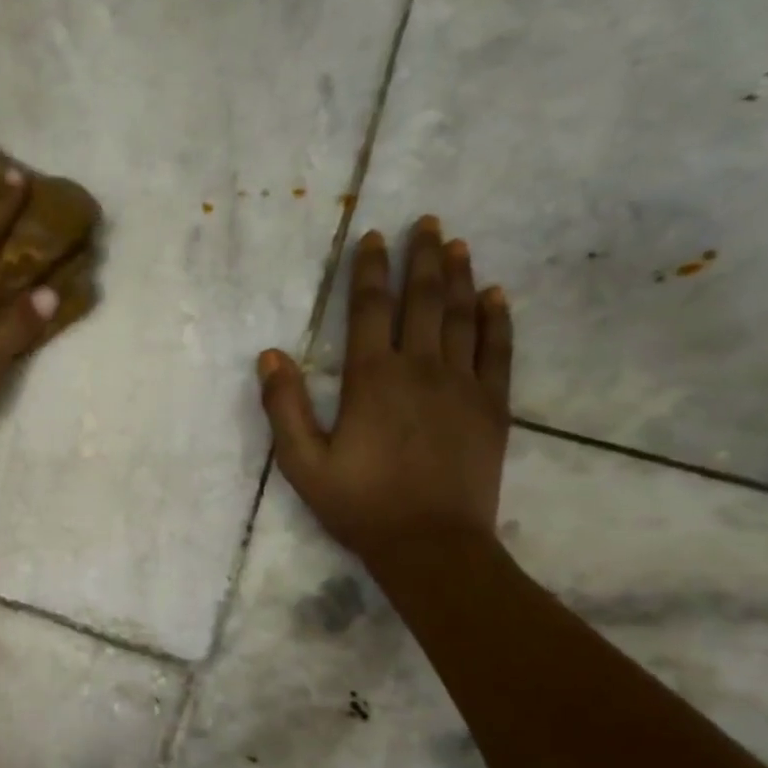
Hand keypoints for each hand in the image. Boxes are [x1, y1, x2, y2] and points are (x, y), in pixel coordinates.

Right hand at [257, 215, 512, 571]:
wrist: (431, 544)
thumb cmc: (360, 505)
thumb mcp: (303, 464)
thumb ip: (284, 408)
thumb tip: (270, 356)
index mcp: (371, 379)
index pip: (369, 310)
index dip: (369, 270)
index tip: (374, 236)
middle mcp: (420, 369)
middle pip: (423, 301)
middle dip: (421, 258)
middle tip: (426, 222)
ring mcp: (462, 385)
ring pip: (462, 317)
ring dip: (459, 277)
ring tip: (456, 245)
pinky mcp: (491, 406)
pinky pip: (498, 351)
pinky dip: (497, 320)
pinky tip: (495, 296)